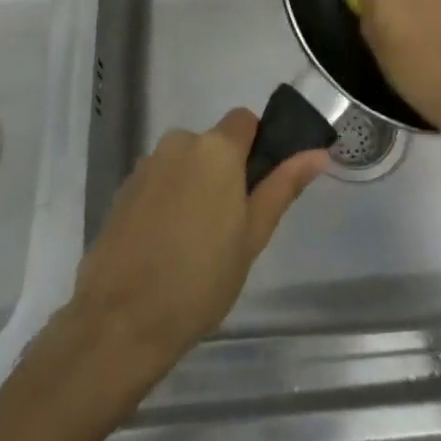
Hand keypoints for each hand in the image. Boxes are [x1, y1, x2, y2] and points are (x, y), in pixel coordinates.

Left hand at [68, 109, 326, 376]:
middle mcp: (180, 142)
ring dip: (194, 188)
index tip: (257, 188)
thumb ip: (283, 186)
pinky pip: (159, 182)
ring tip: (194, 244)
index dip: (256, 147)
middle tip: (229, 228)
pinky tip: (165, 247)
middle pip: (213, 145)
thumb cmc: (201, 278)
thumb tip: (318, 152)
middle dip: (223, 174)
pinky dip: (167, 203)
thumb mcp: (253, 235)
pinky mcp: (124, 189)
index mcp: (216, 147)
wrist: (122, 319)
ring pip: (185, 165)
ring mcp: (147, 164)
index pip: (245, 121)